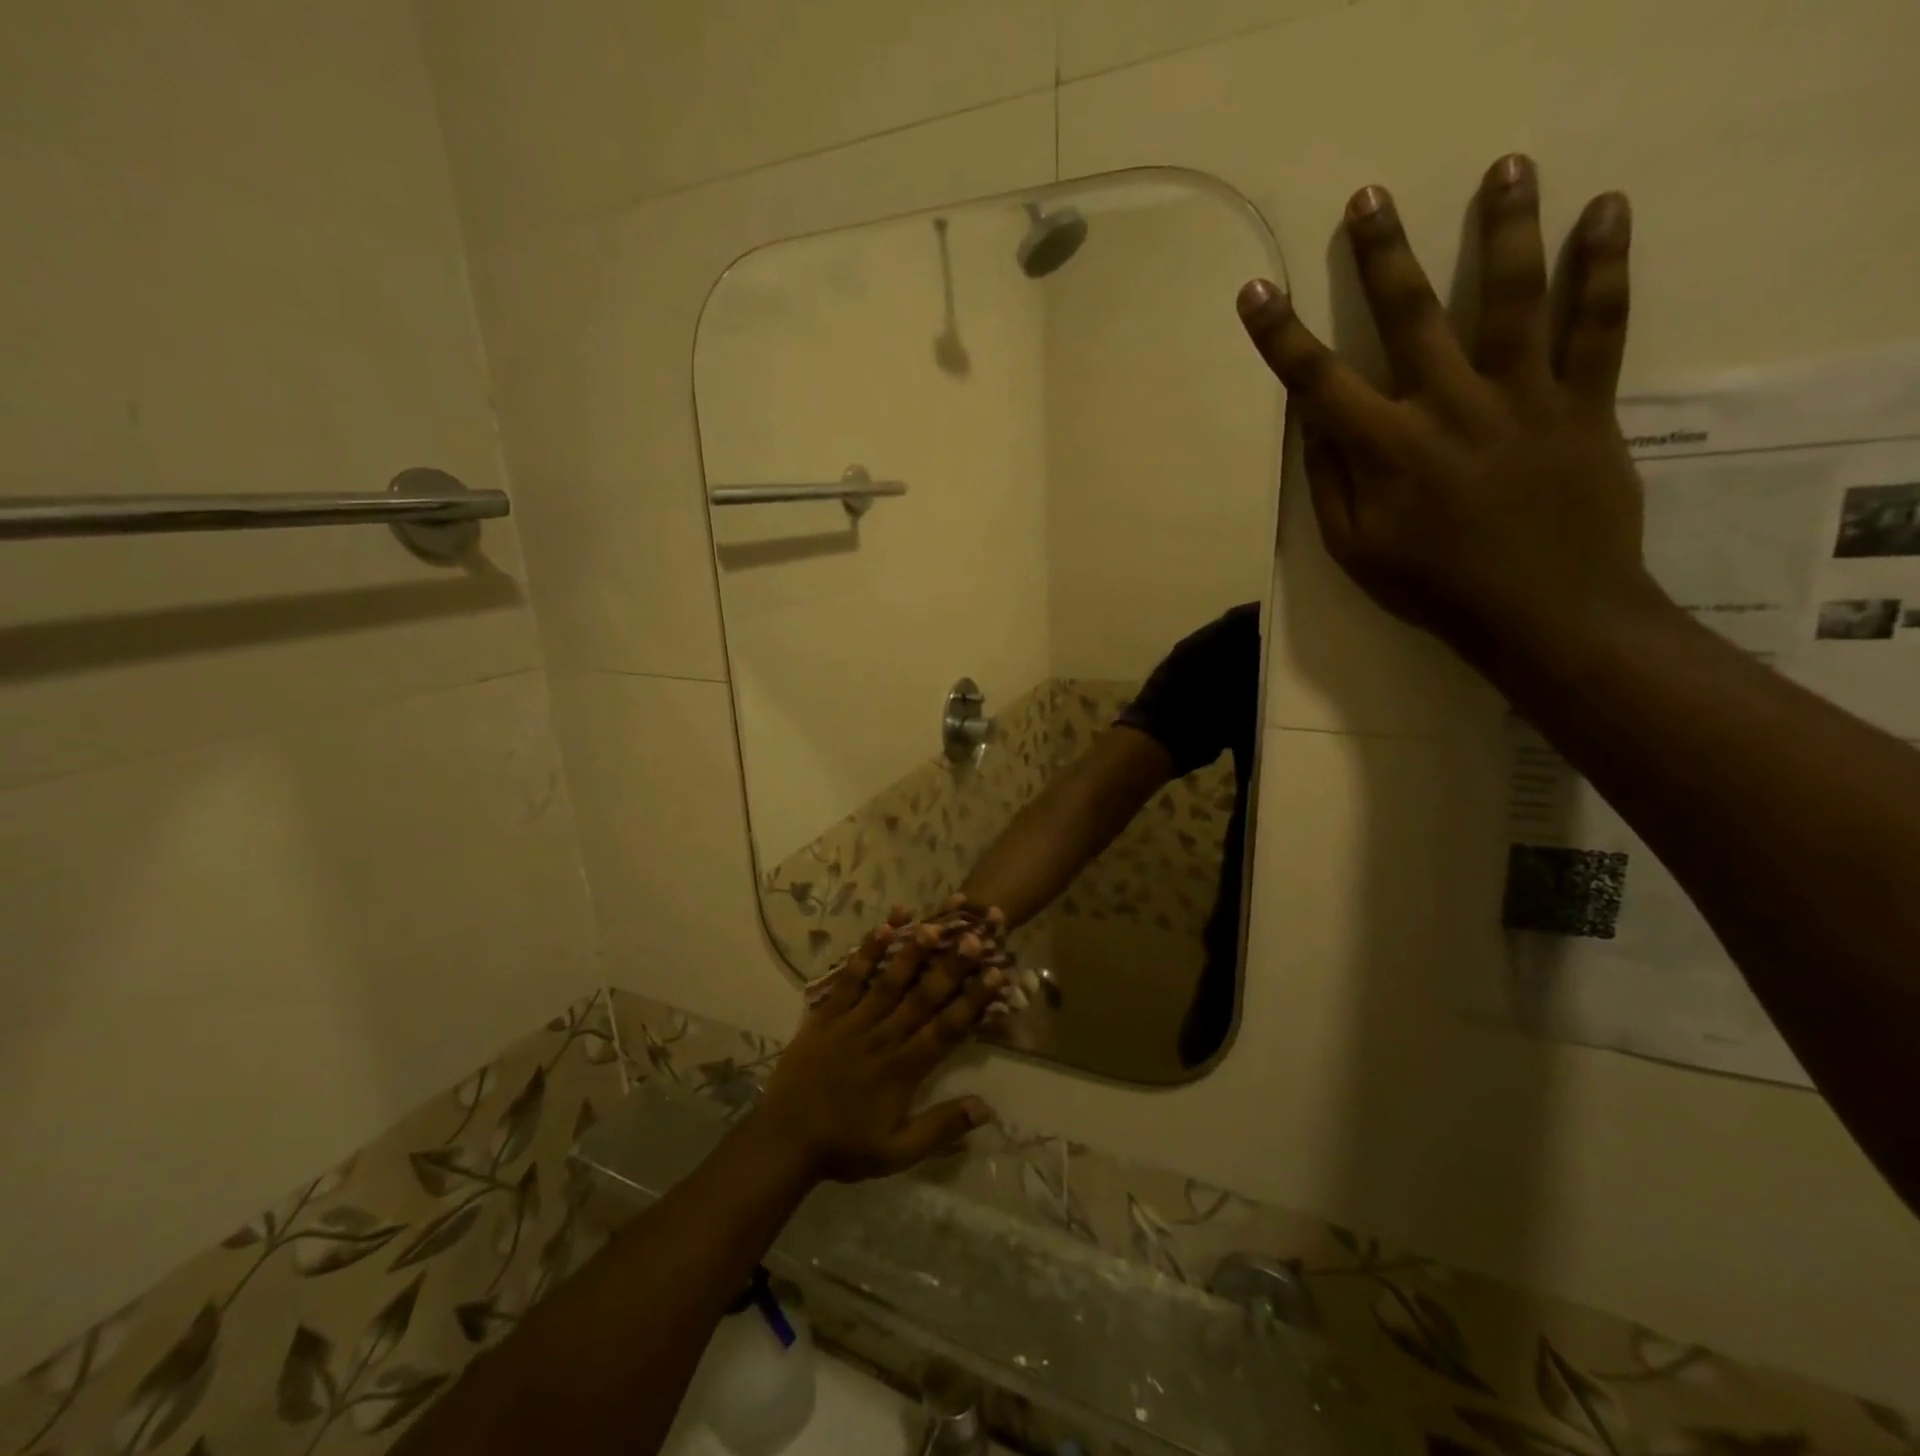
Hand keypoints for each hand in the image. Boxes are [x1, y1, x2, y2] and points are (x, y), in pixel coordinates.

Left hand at [755, 911, 1002, 1182]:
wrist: (783, 1141)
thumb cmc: (845, 1147)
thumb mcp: (897, 1152)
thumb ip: (941, 1127)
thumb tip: (987, 1107)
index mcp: (904, 1069)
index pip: (946, 1028)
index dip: (973, 1000)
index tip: (997, 973)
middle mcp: (883, 1037)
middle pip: (923, 996)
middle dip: (951, 965)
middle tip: (975, 935)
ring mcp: (853, 1021)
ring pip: (889, 980)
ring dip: (912, 951)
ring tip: (934, 923)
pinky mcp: (826, 1014)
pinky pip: (849, 978)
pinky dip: (865, 952)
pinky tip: (882, 927)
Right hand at [1235, 154, 1667, 681]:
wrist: (1545, 610)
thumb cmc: (1434, 586)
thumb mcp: (1355, 550)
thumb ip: (1330, 484)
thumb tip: (1311, 426)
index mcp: (1386, 450)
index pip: (1318, 382)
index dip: (1281, 336)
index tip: (1257, 291)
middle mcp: (1449, 408)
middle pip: (1411, 316)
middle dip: (1382, 255)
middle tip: (1370, 197)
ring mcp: (1522, 398)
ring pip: (1512, 298)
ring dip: (1506, 227)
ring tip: (1506, 165)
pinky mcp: (1583, 403)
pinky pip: (1599, 326)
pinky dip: (1605, 267)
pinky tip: (1607, 209)